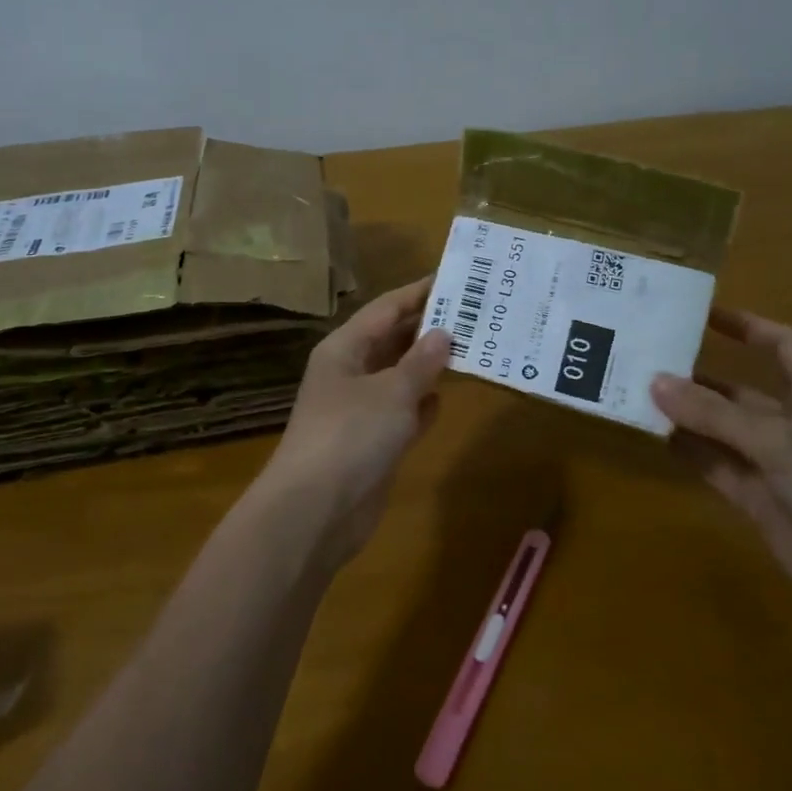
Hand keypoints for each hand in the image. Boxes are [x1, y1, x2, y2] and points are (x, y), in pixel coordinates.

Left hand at [259, 278, 451, 565]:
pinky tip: (447, 397)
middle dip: (429, 328)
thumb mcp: (391, 392)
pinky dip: (422, 405)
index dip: (418, 292)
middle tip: (476, 313)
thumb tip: (443, 333)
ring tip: (474, 348)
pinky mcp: (372, 444)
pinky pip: (402, 413)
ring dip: (430, 366)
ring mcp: (360, 410)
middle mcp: (350, 373)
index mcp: (344, 349)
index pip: (385, 309)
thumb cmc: (350, 436)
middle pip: (393, 340)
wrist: (315, 511)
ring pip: (400, 377)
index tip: (456, 278)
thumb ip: (421, 362)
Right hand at [651, 309, 791, 633]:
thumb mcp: (776, 442)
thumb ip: (714, 415)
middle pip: (739, 391)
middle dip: (699, 377)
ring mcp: (774, 463)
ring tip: (639, 397)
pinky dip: (690, 452)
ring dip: (687, 416)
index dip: (748, 325)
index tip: (703, 313)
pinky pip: (717, 465)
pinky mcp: (759, 498)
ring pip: (722, 429)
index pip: (783, 345)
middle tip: (648, 362)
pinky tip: (656, 438)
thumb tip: (655, 382)